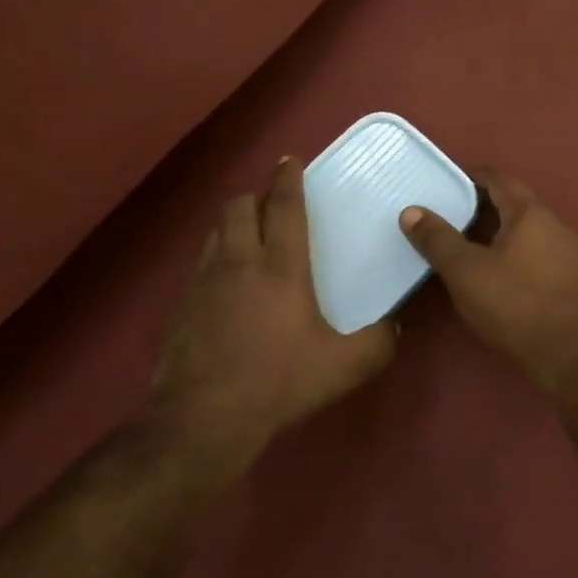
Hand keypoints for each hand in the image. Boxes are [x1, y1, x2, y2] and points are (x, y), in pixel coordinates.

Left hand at [151, 157, 396, 471]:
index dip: (287, 178)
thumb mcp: (343, 367)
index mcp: (280, 266)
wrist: (205, 416)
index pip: (283, 206)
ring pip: (216, 232)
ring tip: (249, 236)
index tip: (289, 160)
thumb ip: (377, 343)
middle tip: (271, 204)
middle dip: (255, 196)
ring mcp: (204, 282)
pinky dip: (217, 258)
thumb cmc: (279, 382)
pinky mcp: (182, 305)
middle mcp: (239, 262)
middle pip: (238, 207)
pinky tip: (227, 285)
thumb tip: (394, 328)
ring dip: (233, 224)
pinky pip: (201, 265)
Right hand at [399, 173, 577, 392]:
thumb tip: (411, 211)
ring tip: (466, 250)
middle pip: (515, 205)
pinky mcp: (574, 284)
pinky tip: (497, 280)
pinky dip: (513, 259)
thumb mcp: (466, 272)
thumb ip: (438, 240)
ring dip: (498, 236)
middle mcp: (555, 226)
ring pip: (527, 234)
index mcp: (530, 213)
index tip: (445, 184)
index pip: (499, 179)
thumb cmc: (518, 304)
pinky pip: (537, 258)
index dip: (471, 177)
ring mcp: (570, 256)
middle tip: (448, 218)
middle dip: (482, 208)